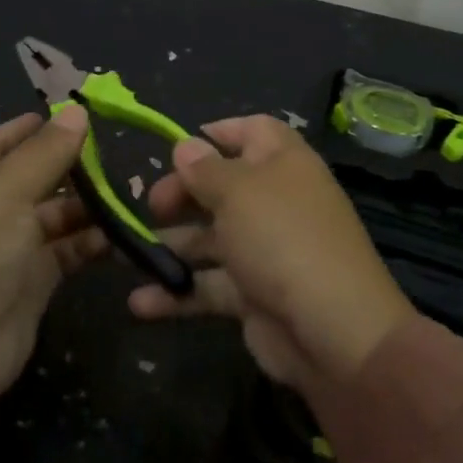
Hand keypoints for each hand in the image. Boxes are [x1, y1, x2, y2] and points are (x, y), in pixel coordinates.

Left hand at [0, 109, 101, 425]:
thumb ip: (46, 152)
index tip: (76, 114)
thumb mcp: (6, 192)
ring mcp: (11, 247)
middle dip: (71, 166)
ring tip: (127, 193)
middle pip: (35, 177)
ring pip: (55, 215)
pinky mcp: (34, 281)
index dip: (34, 127)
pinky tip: (121, 234)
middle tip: (116, 155)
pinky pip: (67, 250)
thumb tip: (76, 111)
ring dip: (87, 205)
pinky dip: (91, 241)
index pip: (2, 142)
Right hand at [130, 115, 414, 395]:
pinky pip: (211, 285)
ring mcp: (266, 250)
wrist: (333, 331)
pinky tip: (139, 303)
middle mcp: (276, 201)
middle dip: (183, 193)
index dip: (219, 133)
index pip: (254, 131)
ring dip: (172, 246)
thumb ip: (204, 169)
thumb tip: (186, 146)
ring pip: (212, 238)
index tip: (179, 148)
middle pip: (223, 186)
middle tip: (153, 207)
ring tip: (129, 254)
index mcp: (283, 163)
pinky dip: (178, 294)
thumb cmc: (281, 238)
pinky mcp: (255, 296)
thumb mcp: (237, 192)